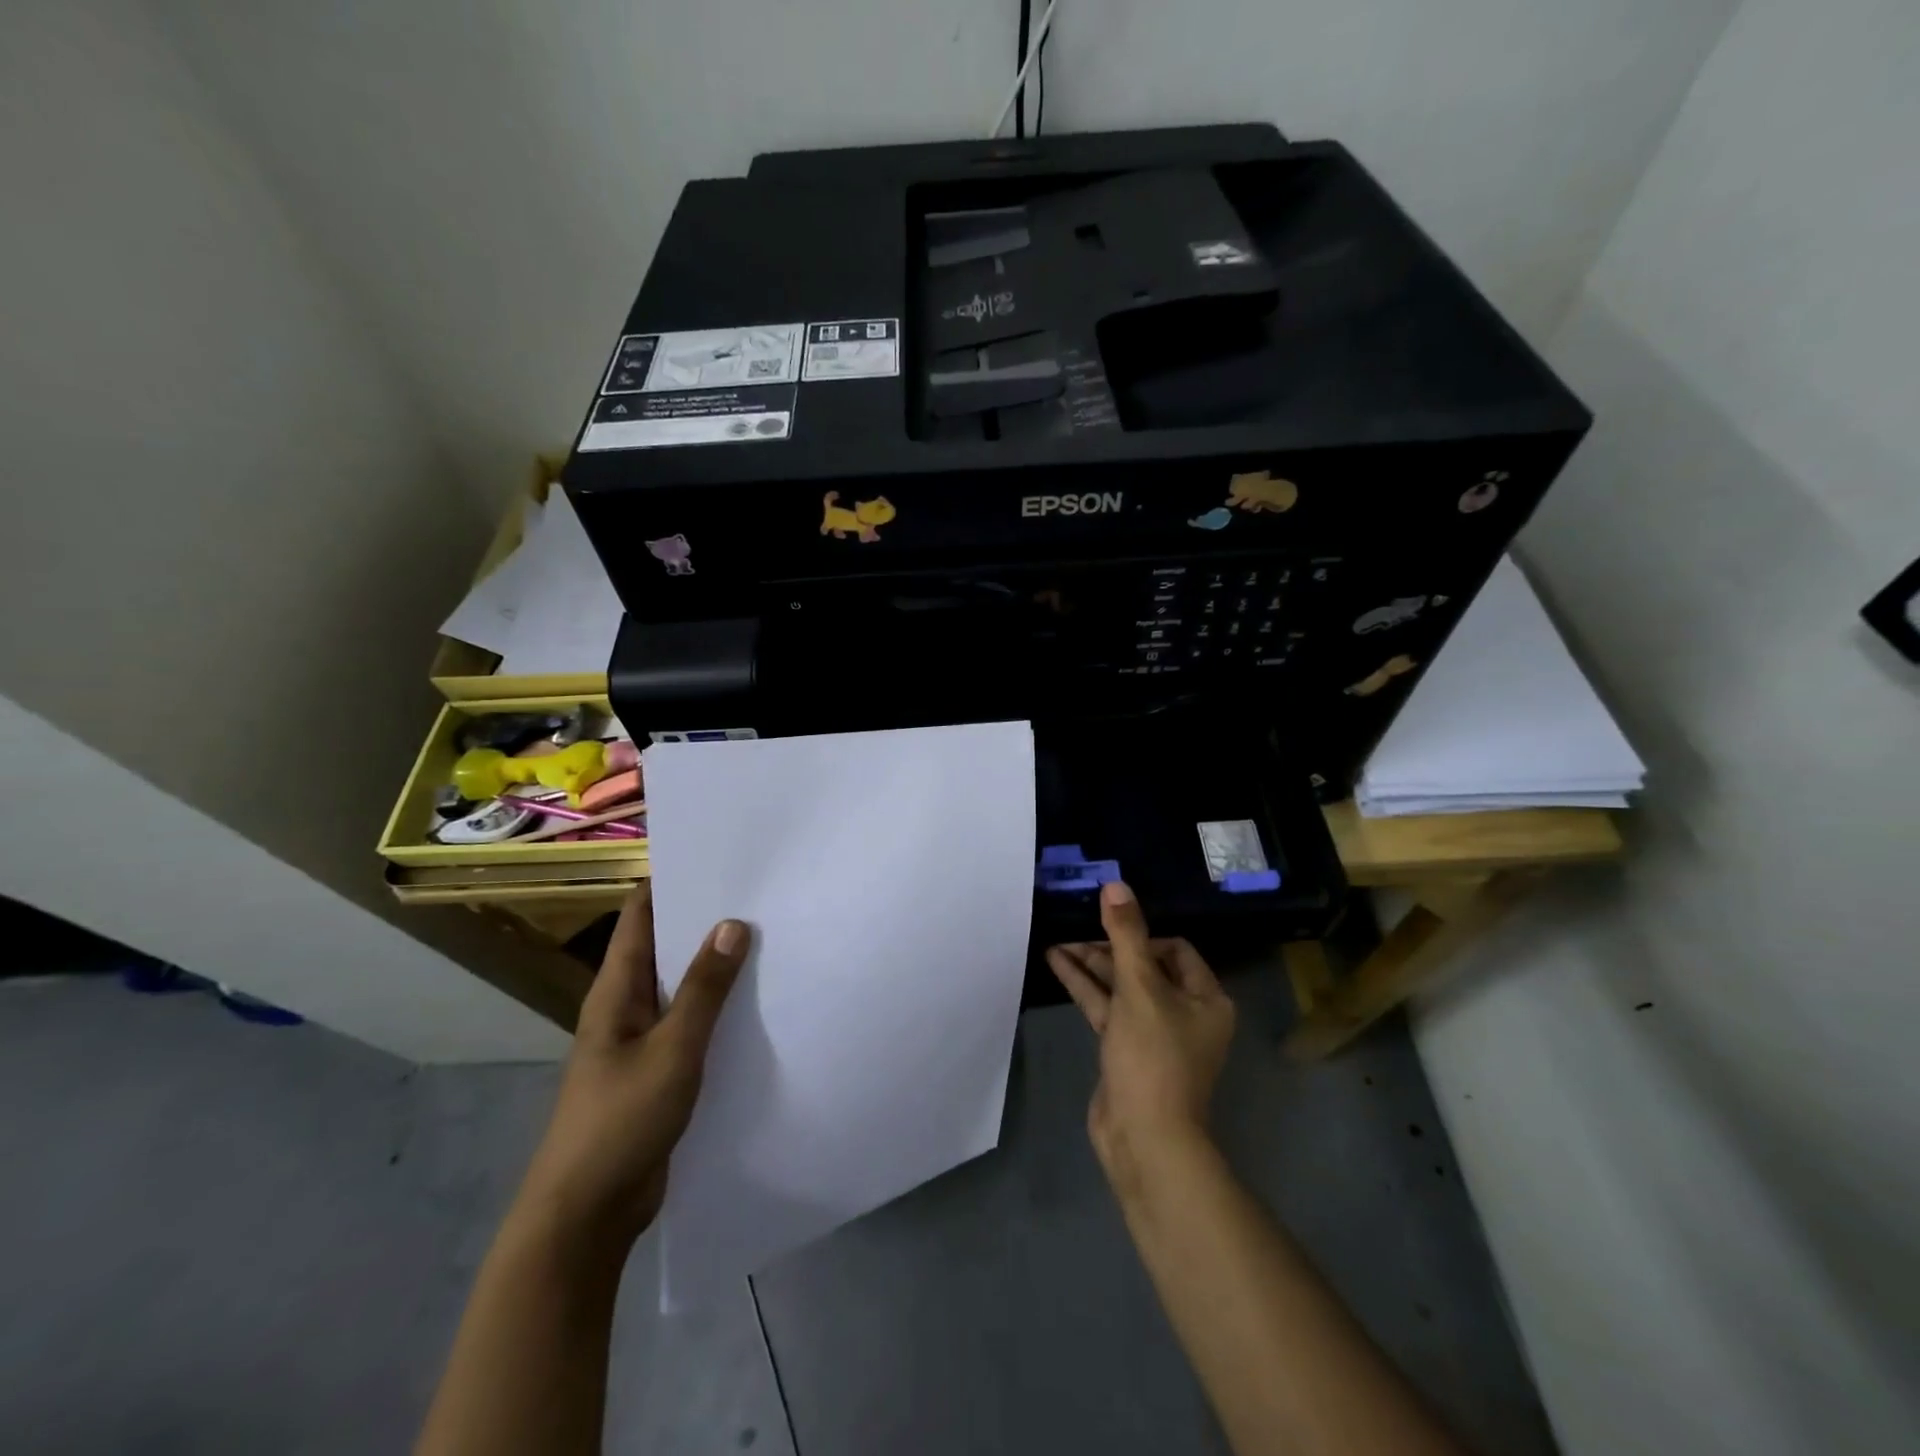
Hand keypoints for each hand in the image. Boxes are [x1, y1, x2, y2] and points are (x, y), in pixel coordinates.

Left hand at [517, 883, 749, 1249]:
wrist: (586, 1215)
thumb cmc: (620, 1121)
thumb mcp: (672, 1049)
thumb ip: (704, 989)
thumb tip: (733, 923)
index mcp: (616, 991)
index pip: (639, 918)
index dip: (670, 882)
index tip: (716, 856)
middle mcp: (626, 1007)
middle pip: (664, 947)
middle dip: (704, 920)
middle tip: (760, 892)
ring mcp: (641, 1041)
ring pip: (682, 987)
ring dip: (716, 965)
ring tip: (769, 936)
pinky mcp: (659, 1072)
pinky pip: (692, 1025)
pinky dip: (719, 1007)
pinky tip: (757, 1003)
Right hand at [1046, 882, 1235, 1188]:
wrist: (1144, 1138)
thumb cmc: (1154, 1057)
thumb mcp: (1140, 988)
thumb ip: (1126, 935)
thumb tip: (1116, 885)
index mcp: (1205, 998)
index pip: (1175, 949)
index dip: (1142, 934)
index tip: (1109, 926)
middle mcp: (1184, 1012)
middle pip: (1144, 965)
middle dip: (1108, 947)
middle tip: (1074, 927)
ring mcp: (1153, 1033)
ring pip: (1121, 986)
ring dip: (1091, 964)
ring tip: (1056, 940)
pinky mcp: (1126, 1049)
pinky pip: (1107, 1008)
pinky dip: (1085, 987)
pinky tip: (1057, 963)